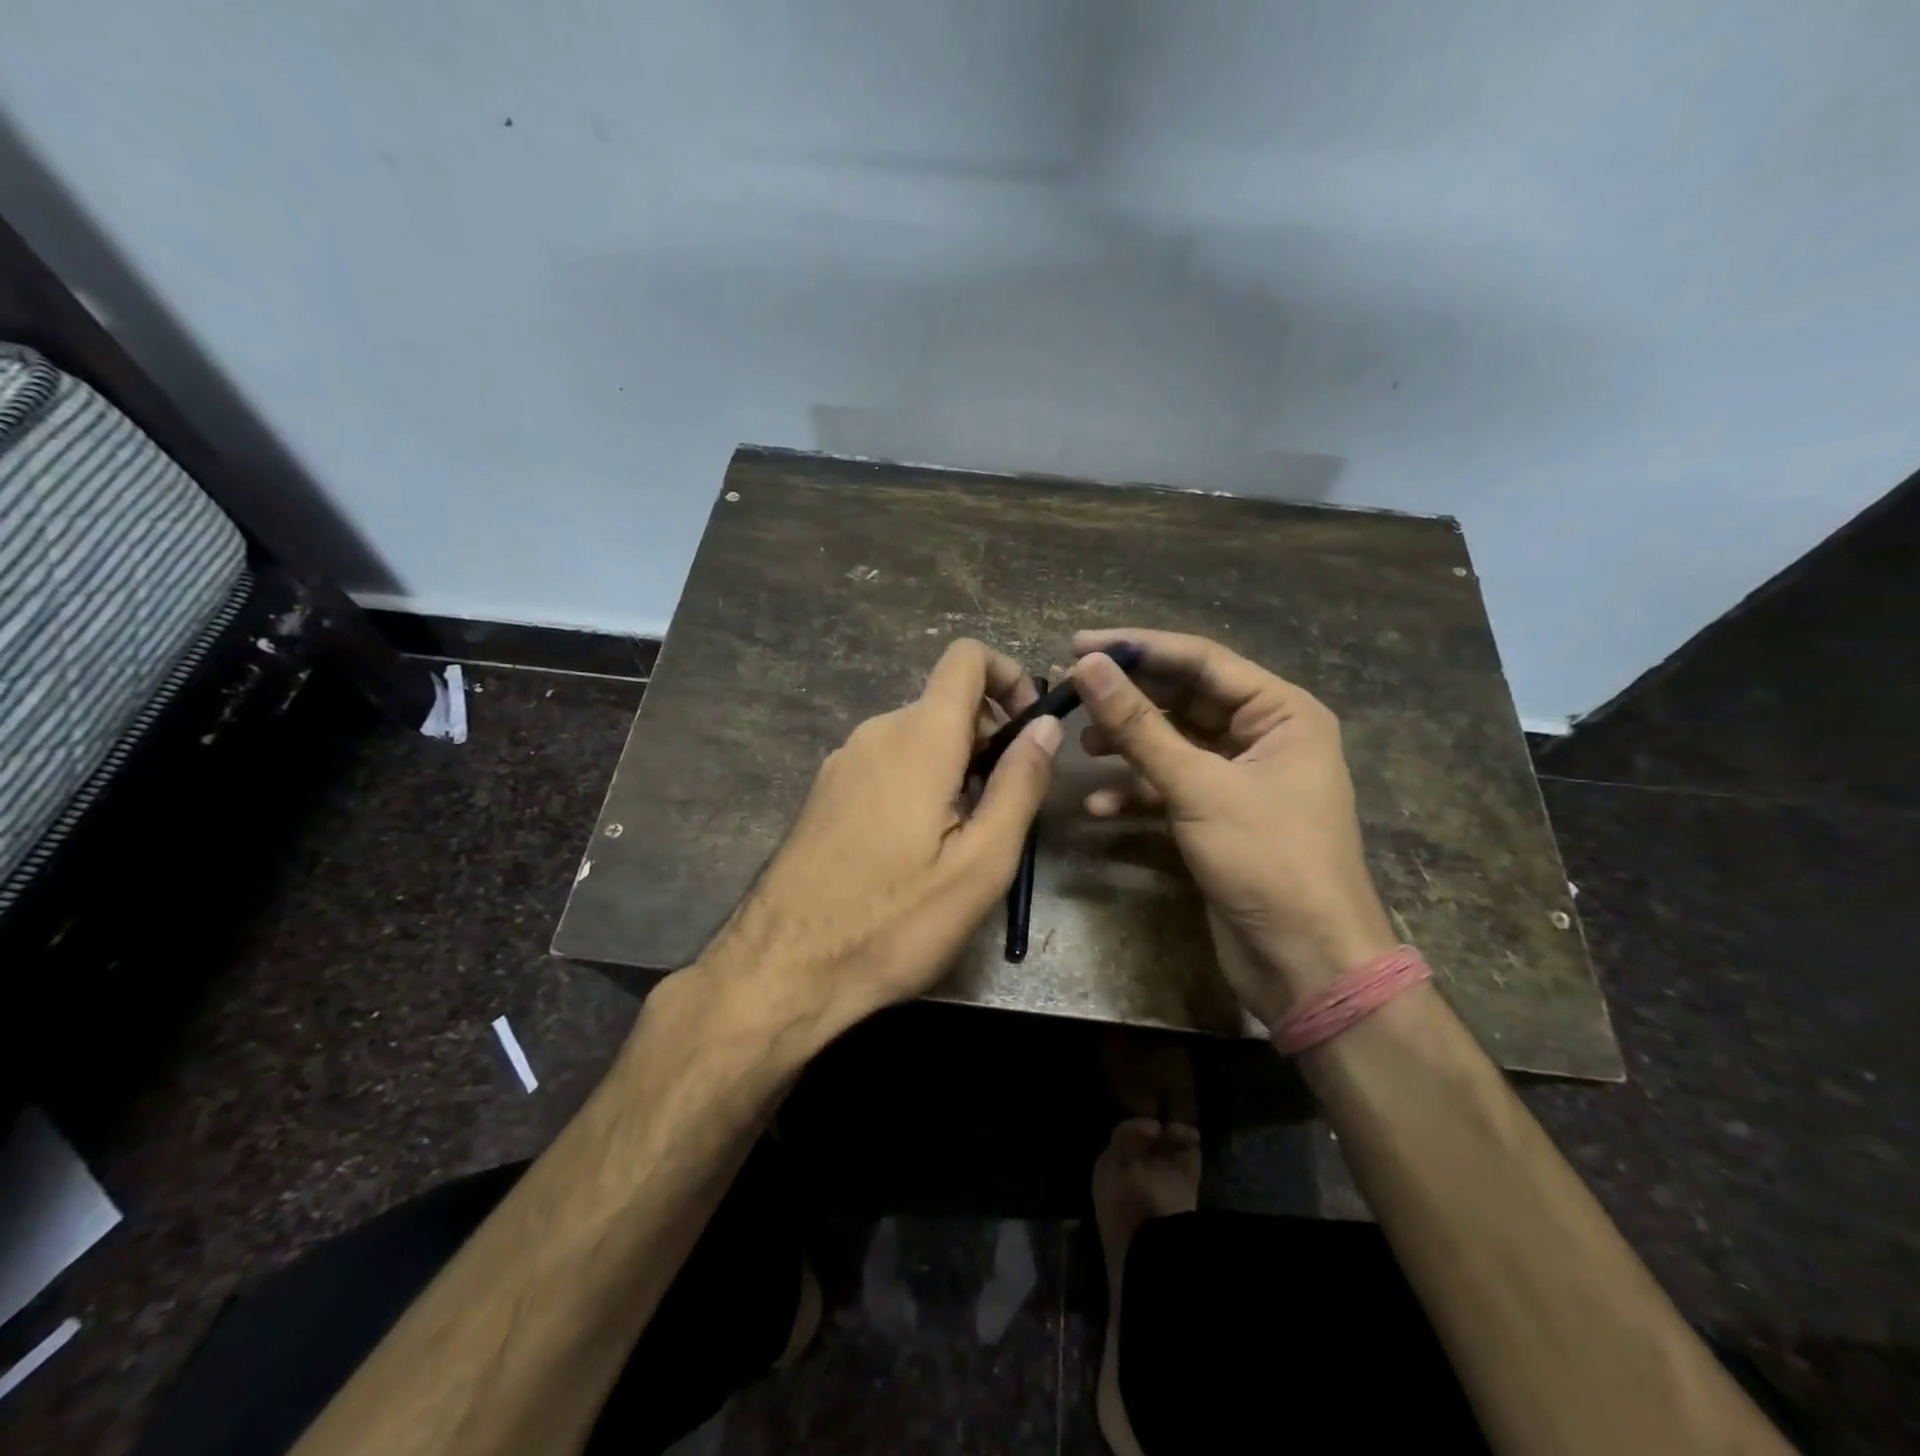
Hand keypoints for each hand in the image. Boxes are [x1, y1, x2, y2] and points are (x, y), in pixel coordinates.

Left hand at [700, 638, 1062, 1036]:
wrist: (784, 969)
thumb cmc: (894, 921)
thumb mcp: (981, 863)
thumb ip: (1020, 785)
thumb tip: (1047, 727)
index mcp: (918, 738)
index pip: (966, 658)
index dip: (1009, 675)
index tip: (1031, 729)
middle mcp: (875, 733)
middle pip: (946, 703)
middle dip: (989, 737)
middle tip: (1005, 806)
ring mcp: (843, 762)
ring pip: (917, 737)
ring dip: (956, 766)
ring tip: (964, 839)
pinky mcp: (826, 792)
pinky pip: (887, 764)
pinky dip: (920, 782)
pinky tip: (918, 849)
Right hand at [1071, 629, 1396, 1027]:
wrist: (1307, 964)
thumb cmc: (1267, 861)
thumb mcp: (1199, 786)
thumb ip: (1139, 726)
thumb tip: (1088, 666)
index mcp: (1282, 712)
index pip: (1201, 660)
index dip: (1138, 649)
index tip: (1078, 646)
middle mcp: (1264, 736)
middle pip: (1184, 700)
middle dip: (1128, 700)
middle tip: (1068, 692)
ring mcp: (1241, 779)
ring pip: (1173, 745)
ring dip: (1127, 746)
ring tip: (1080, 747)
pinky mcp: (1220, 817)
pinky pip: (1172, 788)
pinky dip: (1136, 794)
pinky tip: (1097, 808)